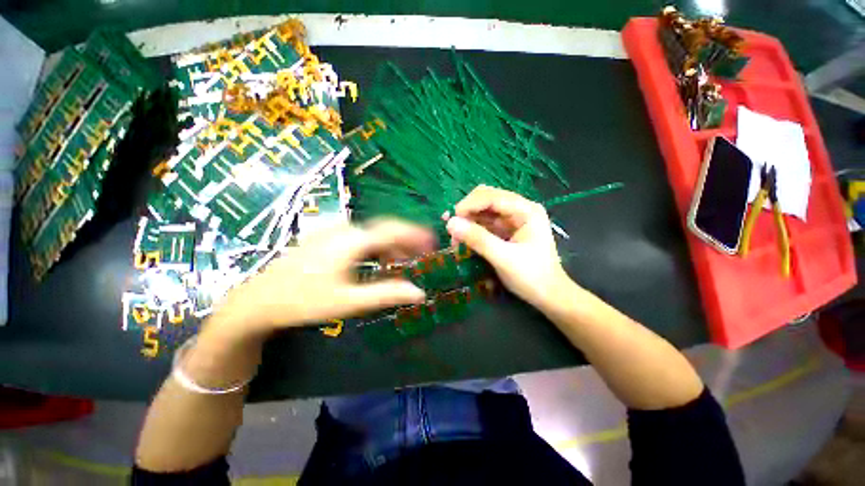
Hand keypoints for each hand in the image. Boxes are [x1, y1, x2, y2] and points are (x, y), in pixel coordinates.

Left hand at [207, 219, 434, 340]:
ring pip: (373, 234)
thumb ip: (386, 294)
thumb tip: (419, 292)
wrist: (260, 299)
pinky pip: (360, 237)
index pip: (393, 230)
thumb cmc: (305, 301)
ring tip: (400, 264)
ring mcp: (334, 231)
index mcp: (353, 240)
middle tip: (419, 257)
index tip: (432, 241)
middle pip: (385, 230)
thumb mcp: (349, 301)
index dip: (416, 234)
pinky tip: (377, 261)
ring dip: (390, 246)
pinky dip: (375, 247)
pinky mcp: (327, 237)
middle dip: (405, 241)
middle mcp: (346, 229)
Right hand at [445, 185, 570, 309]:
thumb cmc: (531, 277)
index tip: (451, 219)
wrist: (548, 296)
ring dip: (467, 222)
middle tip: (452, 229)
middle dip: (467, 212)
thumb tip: (450, 223)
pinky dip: (472, 230)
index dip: (469, 204)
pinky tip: (463, 241)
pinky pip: (484, 224)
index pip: (492, 197)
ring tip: (455, 240)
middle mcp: (519, 209)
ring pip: (483, 211)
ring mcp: (512, 220)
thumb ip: (478, 239)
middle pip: (486, 199)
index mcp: (526, 210)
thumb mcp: (503, 258)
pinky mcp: (506, 230)